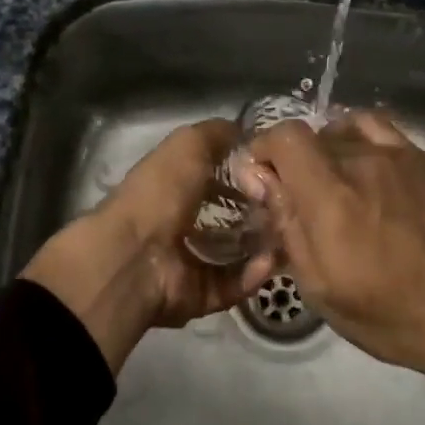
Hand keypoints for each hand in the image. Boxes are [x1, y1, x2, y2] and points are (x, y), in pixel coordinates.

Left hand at [24, 119, 273, 373]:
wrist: (135, 257)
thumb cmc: (160, 194)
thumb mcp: (188, 145)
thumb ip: (216, 134)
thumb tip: (243, 129)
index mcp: (173, 188)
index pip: (216, 180)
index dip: (245, 175)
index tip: (277, 172)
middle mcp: (181, 224)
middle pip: (231, 218)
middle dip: (262, 213)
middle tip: (290, 207)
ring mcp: (189, 262)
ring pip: (238, 253)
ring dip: (264, 245)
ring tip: (289, 234)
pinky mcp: (200, 294)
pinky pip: (234, 284)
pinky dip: (252, 274)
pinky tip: (269, 261)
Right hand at [240, 111, 424, 424]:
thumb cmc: (387, 313)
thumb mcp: (319, 286)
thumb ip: (286, 225)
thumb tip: (262, 180)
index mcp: (330, 197)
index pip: (285, 137)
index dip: (263, 149)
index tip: (260, 179)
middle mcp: (362, 162)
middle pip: (312, 136)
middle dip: (292, 162)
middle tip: (297, 200)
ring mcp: (398, 156)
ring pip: (344, 129)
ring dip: (325, 149)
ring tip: (331, 182)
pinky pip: (380, 130)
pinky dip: (359, 139)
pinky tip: (364, 168)